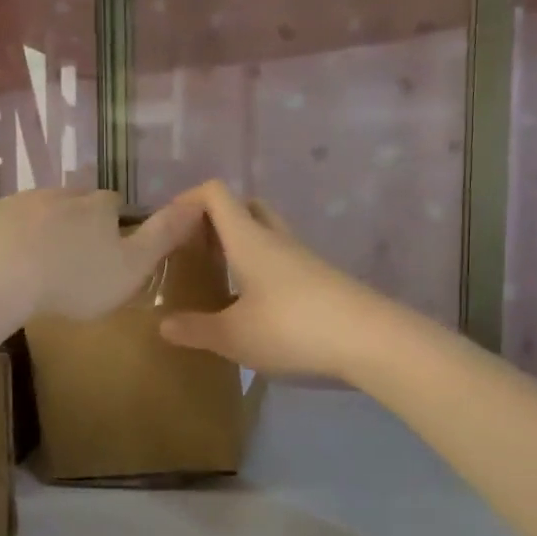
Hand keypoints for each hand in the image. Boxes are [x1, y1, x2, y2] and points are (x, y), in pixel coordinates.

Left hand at [0, 188, 202, 322]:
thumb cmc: (73, 279)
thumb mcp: (131, 267)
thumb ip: (163, 236)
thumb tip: (199, 201)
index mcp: (95, 207)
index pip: (112, 204)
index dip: (113, 222)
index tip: (110, 245)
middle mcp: (56, 195)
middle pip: (71, 201)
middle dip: (74, 219)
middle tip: (72, 253)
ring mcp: (13, 203)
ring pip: (31, 208)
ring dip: (35, 226)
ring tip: (33, 259)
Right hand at [159, 181, 402, 381]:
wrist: (372, 341)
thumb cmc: (292, 328)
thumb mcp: (233, 336)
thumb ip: (195, 329)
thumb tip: (164, 325)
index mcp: (248, 240)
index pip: (215, 194)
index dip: (187, 200)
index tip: (167, 228)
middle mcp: (276, 240)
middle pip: (245, 207)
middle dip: (216, 220)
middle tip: (197, 250)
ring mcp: (303, 259)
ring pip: (266, 235)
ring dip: (240, 246)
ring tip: (219, 279)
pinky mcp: (321, 281)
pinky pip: (282, 261)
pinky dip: (261, 270)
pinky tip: (254, 306)